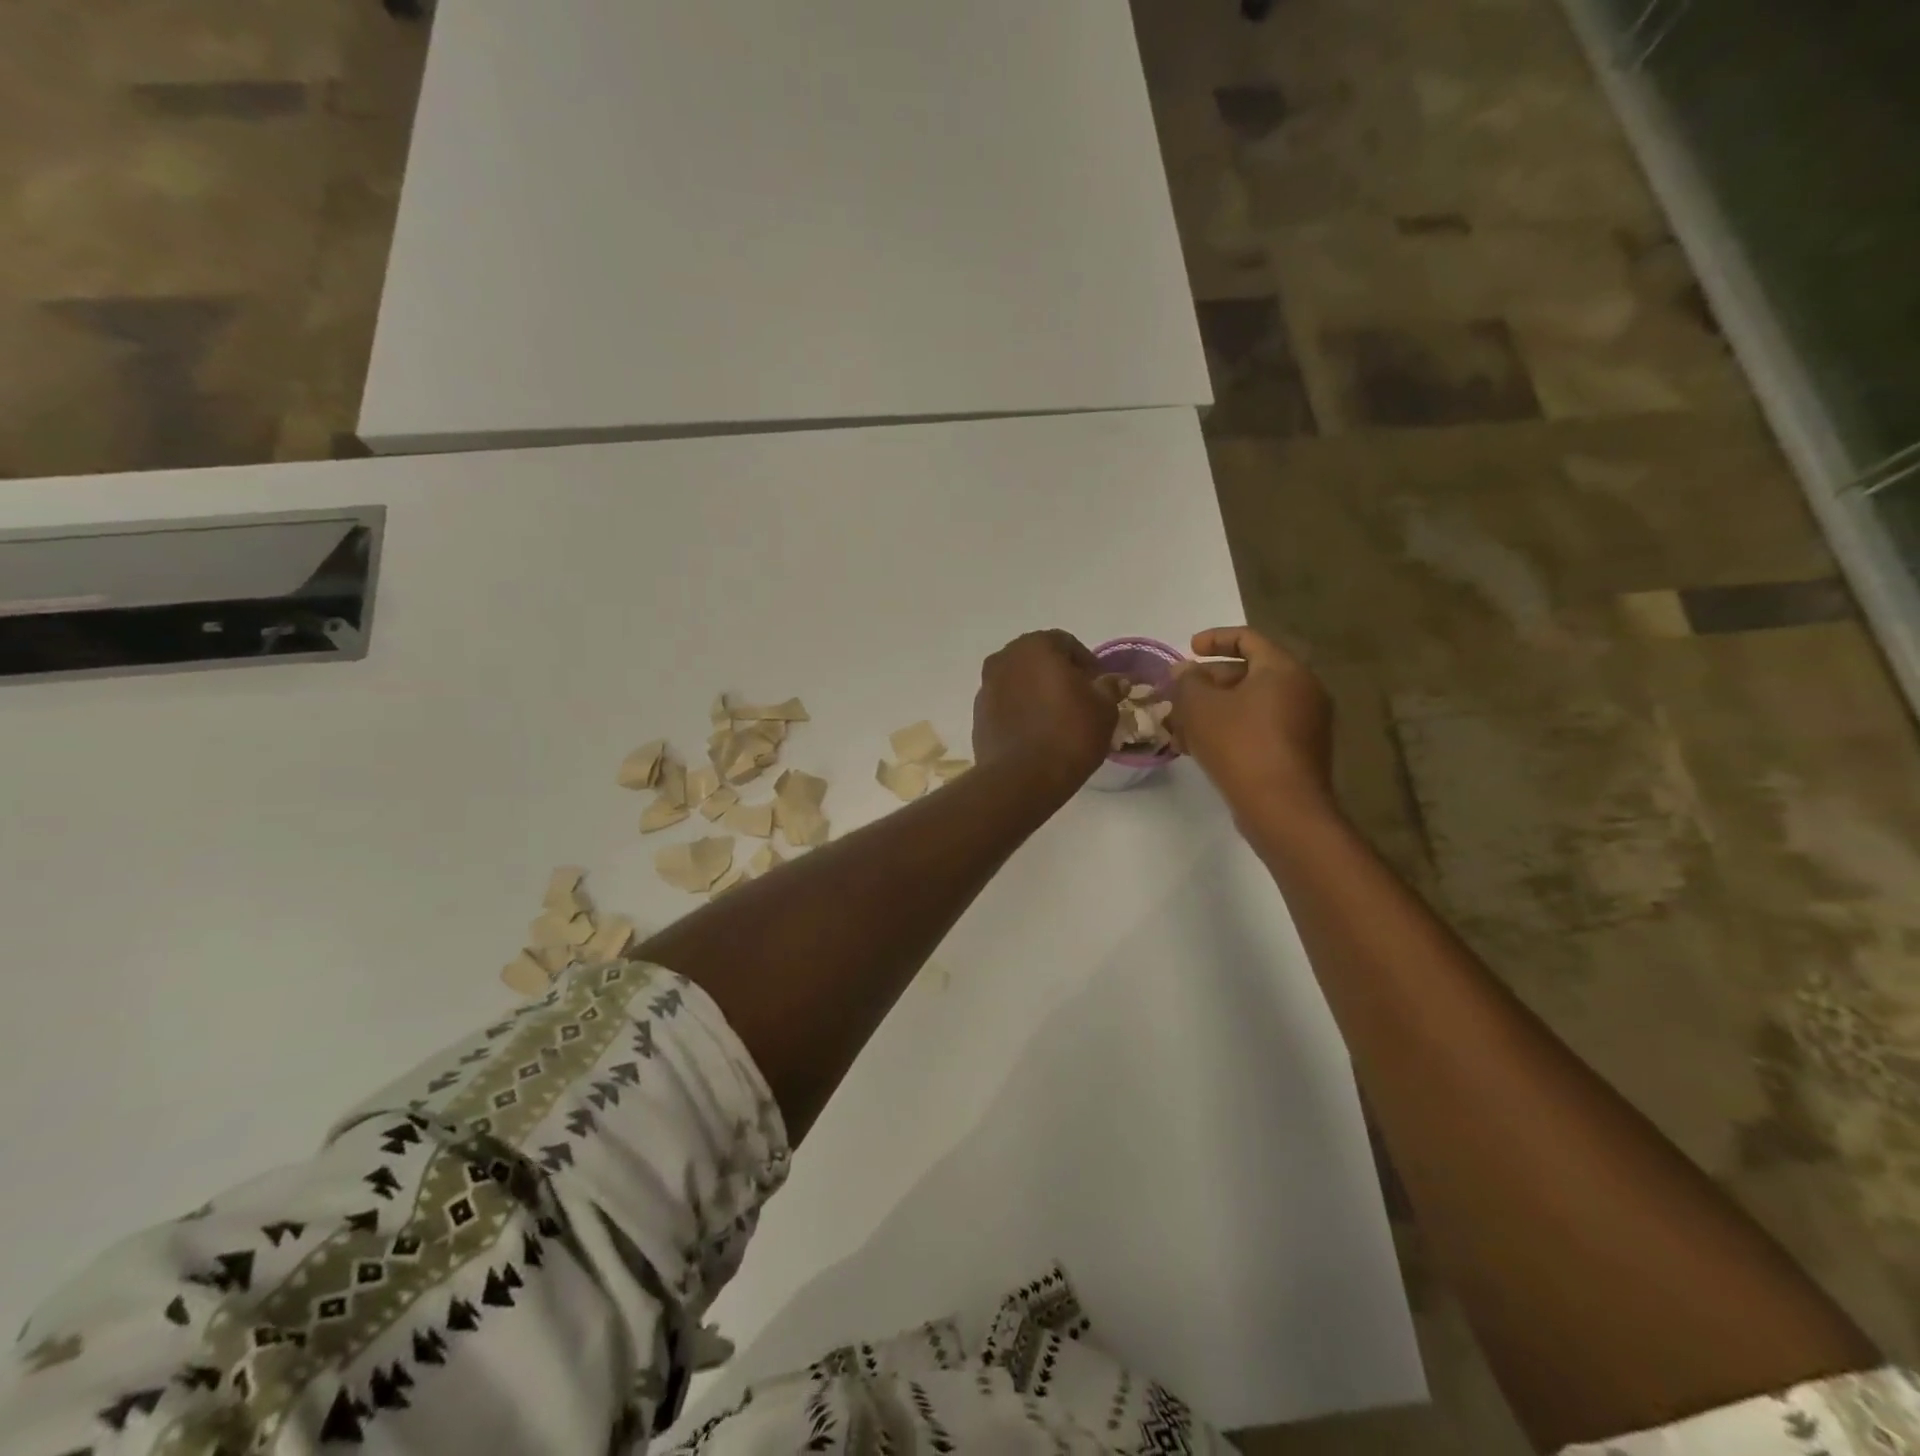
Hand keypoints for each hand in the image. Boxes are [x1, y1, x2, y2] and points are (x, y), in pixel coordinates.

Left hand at [972, 631, 1118, 797]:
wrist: (1021, 779)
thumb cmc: (1068, 735)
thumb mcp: (1103, 710)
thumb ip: (1108, 688)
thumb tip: (1114, 680)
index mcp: (1035, 646)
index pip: (1066, 643)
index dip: (1086, 663)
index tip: (1099, 686)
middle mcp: (1004, 658)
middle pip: (1038, 659)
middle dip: (1059, 674)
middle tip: (1079, 699)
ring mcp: (986, 686)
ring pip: (1019, 681)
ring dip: (1037, 692)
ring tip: (1057, 718)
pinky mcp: (978, 714)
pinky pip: (1006, 704)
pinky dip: (1020, 710)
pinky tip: (1036, 732)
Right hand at [1167, 626, 1337, 827]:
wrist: (1282, 808)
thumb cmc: (1240, 745)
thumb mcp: (1200, 707)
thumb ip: (1187, 681)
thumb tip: (1184, 670)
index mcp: (1283, 669)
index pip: (1247, 638)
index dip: (1214, 639)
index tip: (1188, 649)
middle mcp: (1302, 690)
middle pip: (1249, 673)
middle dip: (1208, 682)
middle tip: (1178, 694)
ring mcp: (1304, 723)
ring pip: (1250, 704)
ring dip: (1214, 709)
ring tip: (1180, 725)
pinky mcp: (1297, 752)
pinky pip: (1259, 728)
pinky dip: (1230, 729)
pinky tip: (1198, 748)